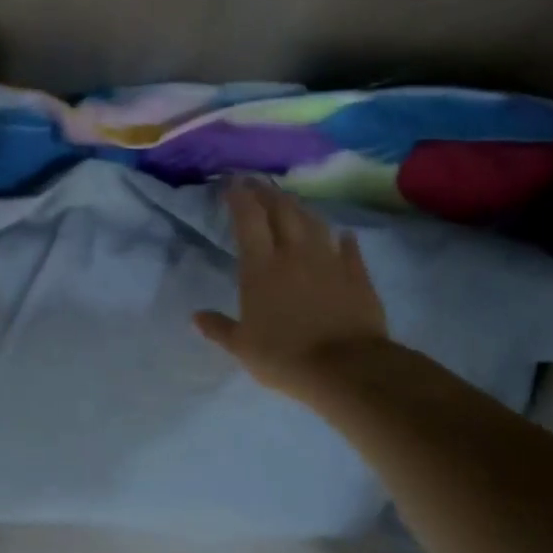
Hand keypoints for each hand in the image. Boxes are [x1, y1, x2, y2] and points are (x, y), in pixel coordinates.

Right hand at [195, 178, 388, 402]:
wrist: (347, 369)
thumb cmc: (285, 356)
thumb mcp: (242, 347)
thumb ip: (219, 328)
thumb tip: (196, 317)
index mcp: (261, 267)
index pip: (248, 219)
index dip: (240, 197)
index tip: (233, 183)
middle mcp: (294, 253)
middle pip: (281, 211)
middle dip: (267, 192)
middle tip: (258, 183)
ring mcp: (329, 261)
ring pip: (314, 222)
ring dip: (300, 208)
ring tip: (291, 202)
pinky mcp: (357, 275)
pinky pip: (349, 248)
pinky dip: (343, 238)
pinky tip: (342, 234)